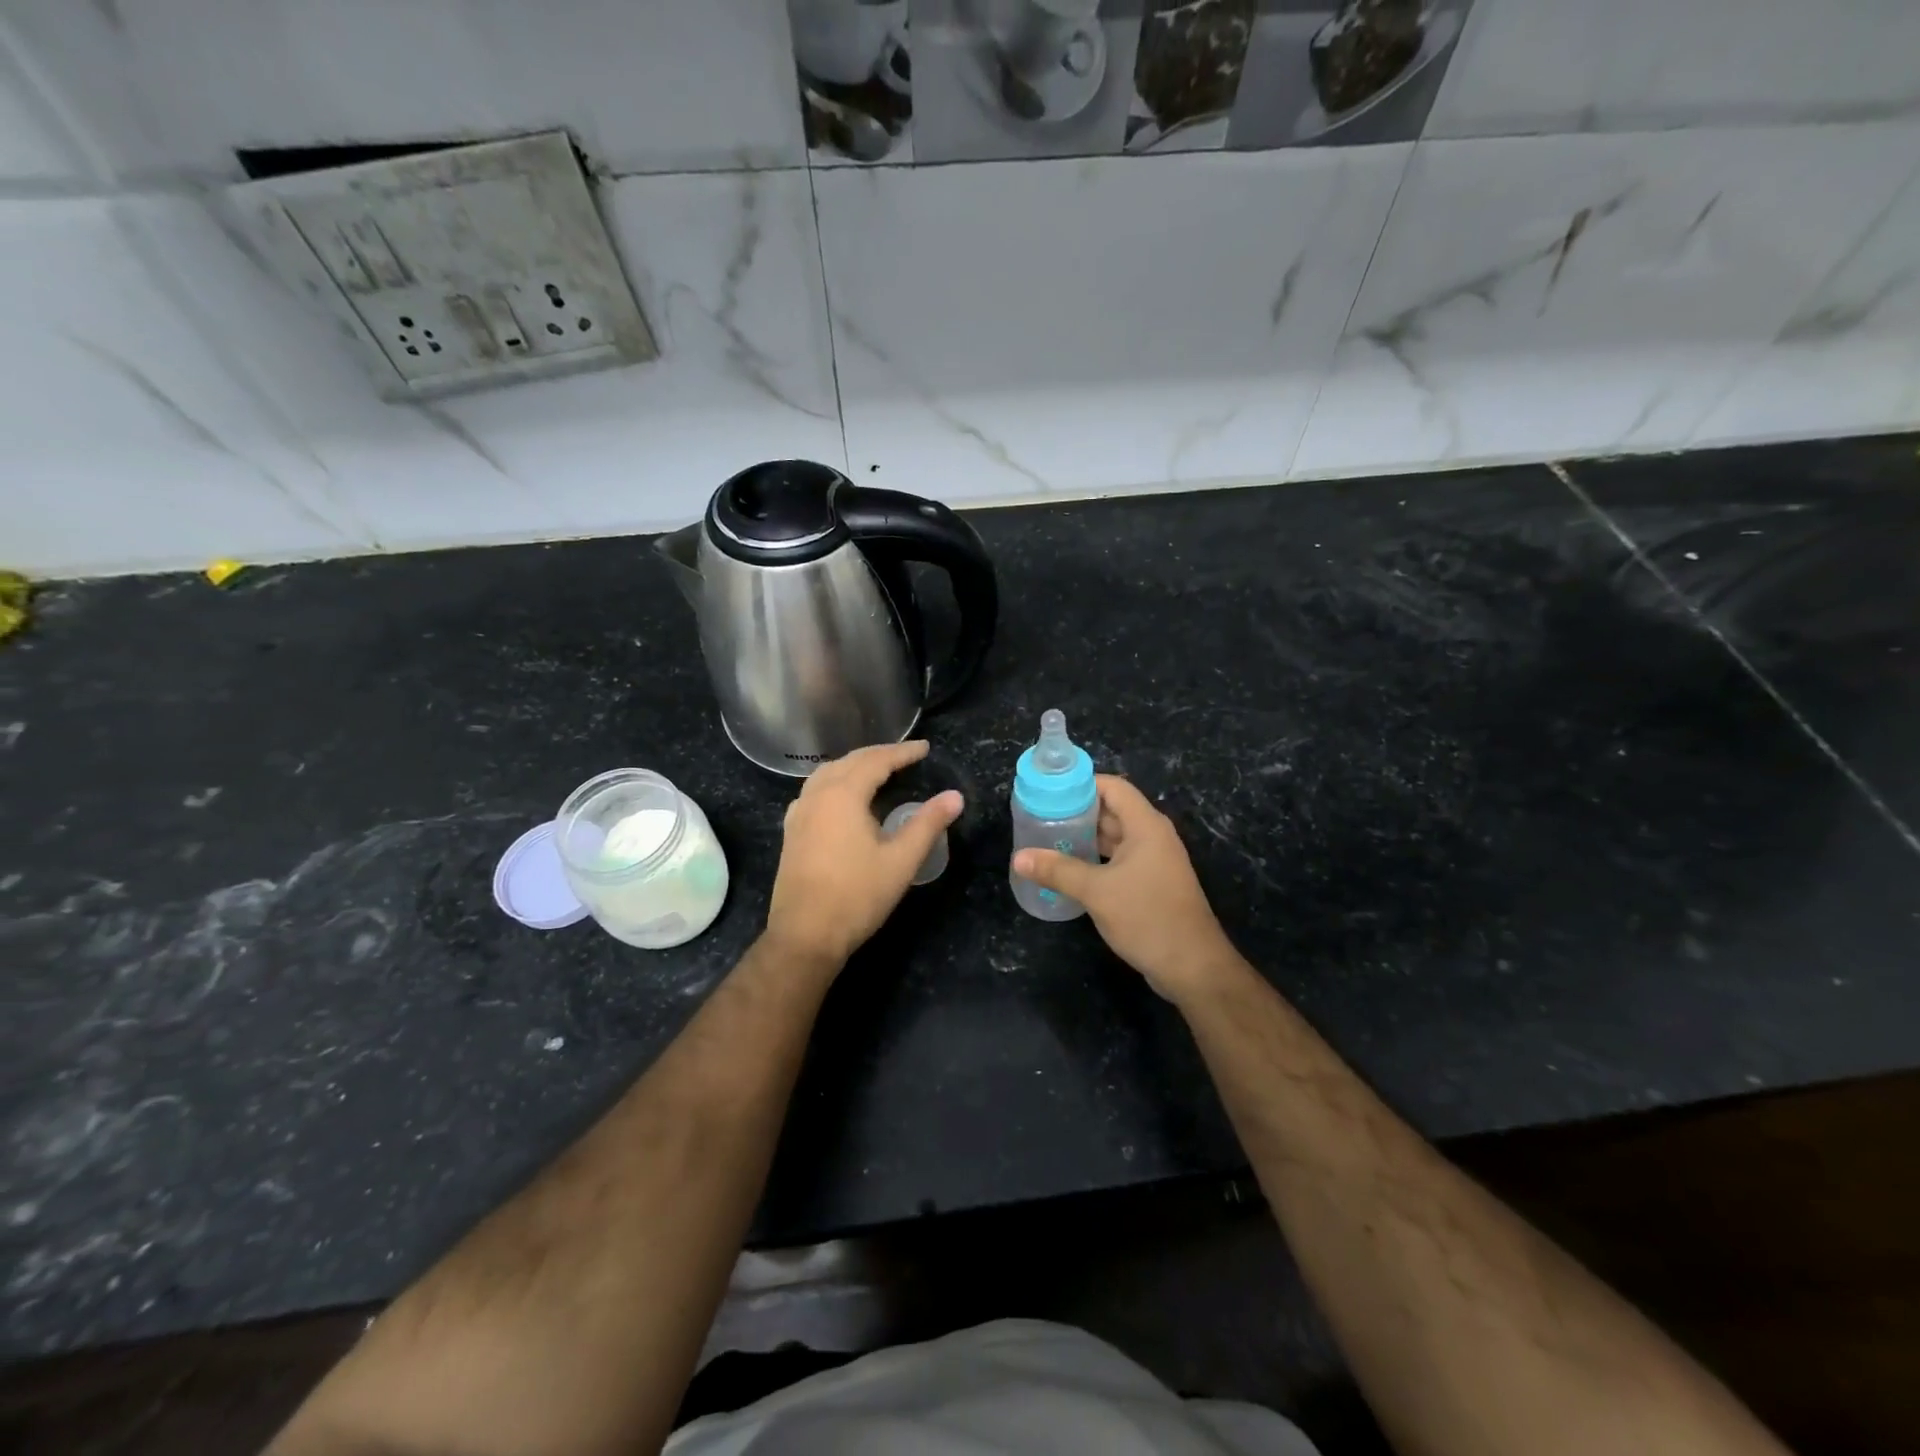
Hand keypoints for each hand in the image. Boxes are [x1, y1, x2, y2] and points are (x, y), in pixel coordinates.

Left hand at [765, 740, 963, 970]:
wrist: (805, 935)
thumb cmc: (857, 896)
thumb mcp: (901, 860)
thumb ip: (928, 824)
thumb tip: (955, 796)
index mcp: (843, 795)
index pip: (876, 761)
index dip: (902, 752)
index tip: (925, 748)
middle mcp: (817, 795)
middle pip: (849, 762)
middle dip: (878, 755)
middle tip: (905, 756)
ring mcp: (799, 814)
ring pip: (827, 774)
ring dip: (853, 766)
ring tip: (876, 770)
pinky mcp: (791, 832)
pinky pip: (813, 792)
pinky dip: (833, 783)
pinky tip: (840, 798)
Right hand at [1012, 775, 1239, 1003]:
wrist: (1192, 966)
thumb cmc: (1147, 917)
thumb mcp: (1097, 891)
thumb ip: (1057, 870)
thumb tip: (1018, 857)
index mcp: (1146, 826)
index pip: (1113, 787)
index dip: (1082, 784)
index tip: (1049, 791)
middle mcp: (1152, 836)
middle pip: (1112, 810)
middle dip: (1077, 811)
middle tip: (1040, 816)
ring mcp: (1153, 861)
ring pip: (1114, 837)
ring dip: (1084, 837)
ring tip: (1047, 839)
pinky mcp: (1150, 884)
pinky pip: (1118, 860)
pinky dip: (1094, 859)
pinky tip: (1068, 869)